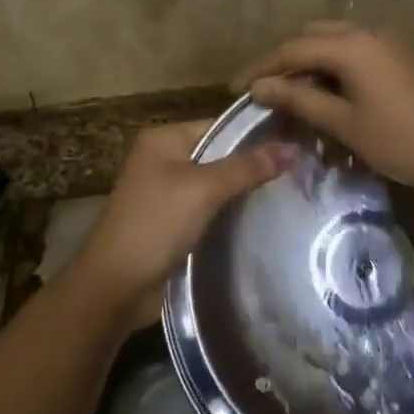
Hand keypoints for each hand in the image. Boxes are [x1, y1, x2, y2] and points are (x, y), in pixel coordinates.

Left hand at [71, 120, 294, 324]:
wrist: (114, 287)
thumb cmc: (156, 224)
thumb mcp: (204, 189)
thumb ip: (247, 167)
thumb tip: (293, 148)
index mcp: (164, 139)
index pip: (220, 126)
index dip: (256, 135)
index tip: (296, 143)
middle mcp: (162, 159)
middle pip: (218, 155)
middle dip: (252, 165)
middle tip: (298, 171)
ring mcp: (165, 193)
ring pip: (214, 185)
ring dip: (242, 192)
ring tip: (289, 193)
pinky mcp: (171, 223)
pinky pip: (207, 209)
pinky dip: (229, 213)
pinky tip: (261, 218)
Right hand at [236, 22, 413, 199]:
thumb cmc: (404, 141)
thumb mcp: (346, 124)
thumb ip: (300, 101)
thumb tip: (260, 86)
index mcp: (352, 45)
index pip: (292, 48)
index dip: (261, 67)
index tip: (236, 88)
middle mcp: (370, 33)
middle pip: (314, 36)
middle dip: (287, 60)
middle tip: (267, 89)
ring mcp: (393, 43)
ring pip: (339, 42)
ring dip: (314, 63)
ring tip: (298, 95)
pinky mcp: (408, 58)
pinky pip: (361, 53)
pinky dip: (339, 68)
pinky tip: (336, 96)